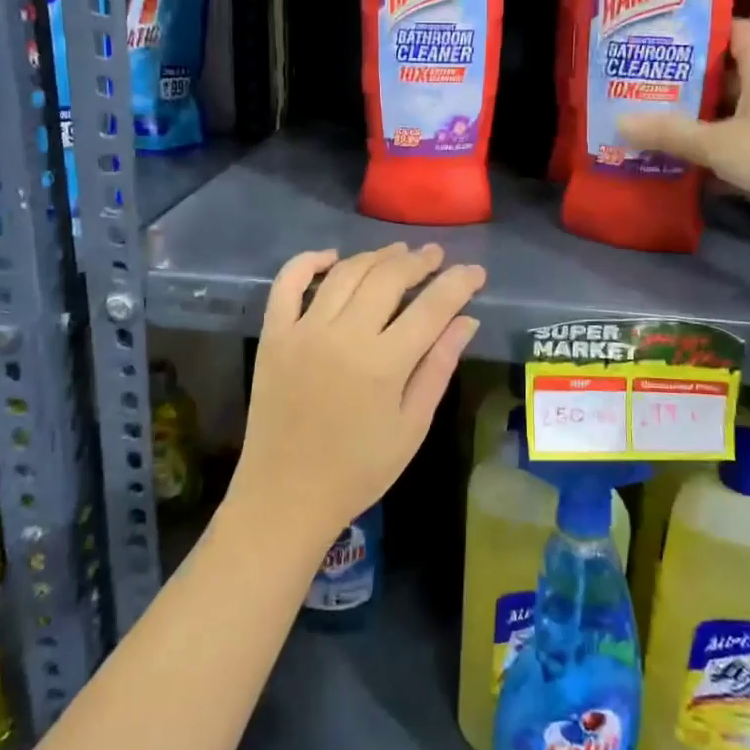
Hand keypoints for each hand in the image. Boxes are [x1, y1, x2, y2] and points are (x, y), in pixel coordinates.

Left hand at [230, 243, 484, 550]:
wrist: (286, 496)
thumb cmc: (359, 470)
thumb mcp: (412, 426)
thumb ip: (438, 367)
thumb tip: (467, 320)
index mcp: (384, 363)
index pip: (431, 307)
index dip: (458, 283)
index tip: (475, 271)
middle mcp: (344, 335)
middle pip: (387, 278)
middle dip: (418, 261)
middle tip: (435, 255)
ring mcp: (303, 331)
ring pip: (345, 273)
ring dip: (375, 256)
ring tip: (397, 253)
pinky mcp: (274, 336)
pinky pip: (287, 284)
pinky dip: (308, 261)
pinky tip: (332, 256)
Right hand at [618, 18, 749, 242]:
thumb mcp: (717, 143)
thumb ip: (670, 133)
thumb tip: (620, 122)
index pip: (735, 31)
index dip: (703, 32)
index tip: (666, 41)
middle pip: (732, 74)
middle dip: (693, 82)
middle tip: (651, 87)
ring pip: (740, 112)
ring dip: (707, 120)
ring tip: (664, 125)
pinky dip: (725, 149)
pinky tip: (696, 166)